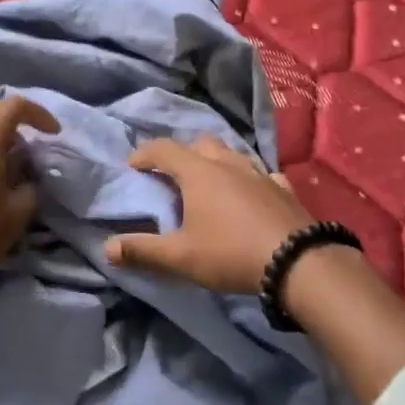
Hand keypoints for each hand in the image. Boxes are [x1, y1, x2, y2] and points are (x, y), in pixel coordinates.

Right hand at [104, 136, 313, 291]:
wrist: (298, 262)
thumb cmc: (231, 253)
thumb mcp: (180, 257)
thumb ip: (142, 250)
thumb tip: (107, 248)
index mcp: (199, 172)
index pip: (164, 149)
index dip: (145, 153)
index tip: (133, 165)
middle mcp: (229, 164)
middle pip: (201, 143)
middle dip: (183, 153)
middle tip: (172, 174)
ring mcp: (260, 173)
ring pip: (233, 154)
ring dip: (216, 161)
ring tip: (210, 181)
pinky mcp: (283, 188)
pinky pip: (261, 173)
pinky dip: (249, 178)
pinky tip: (251, 192)